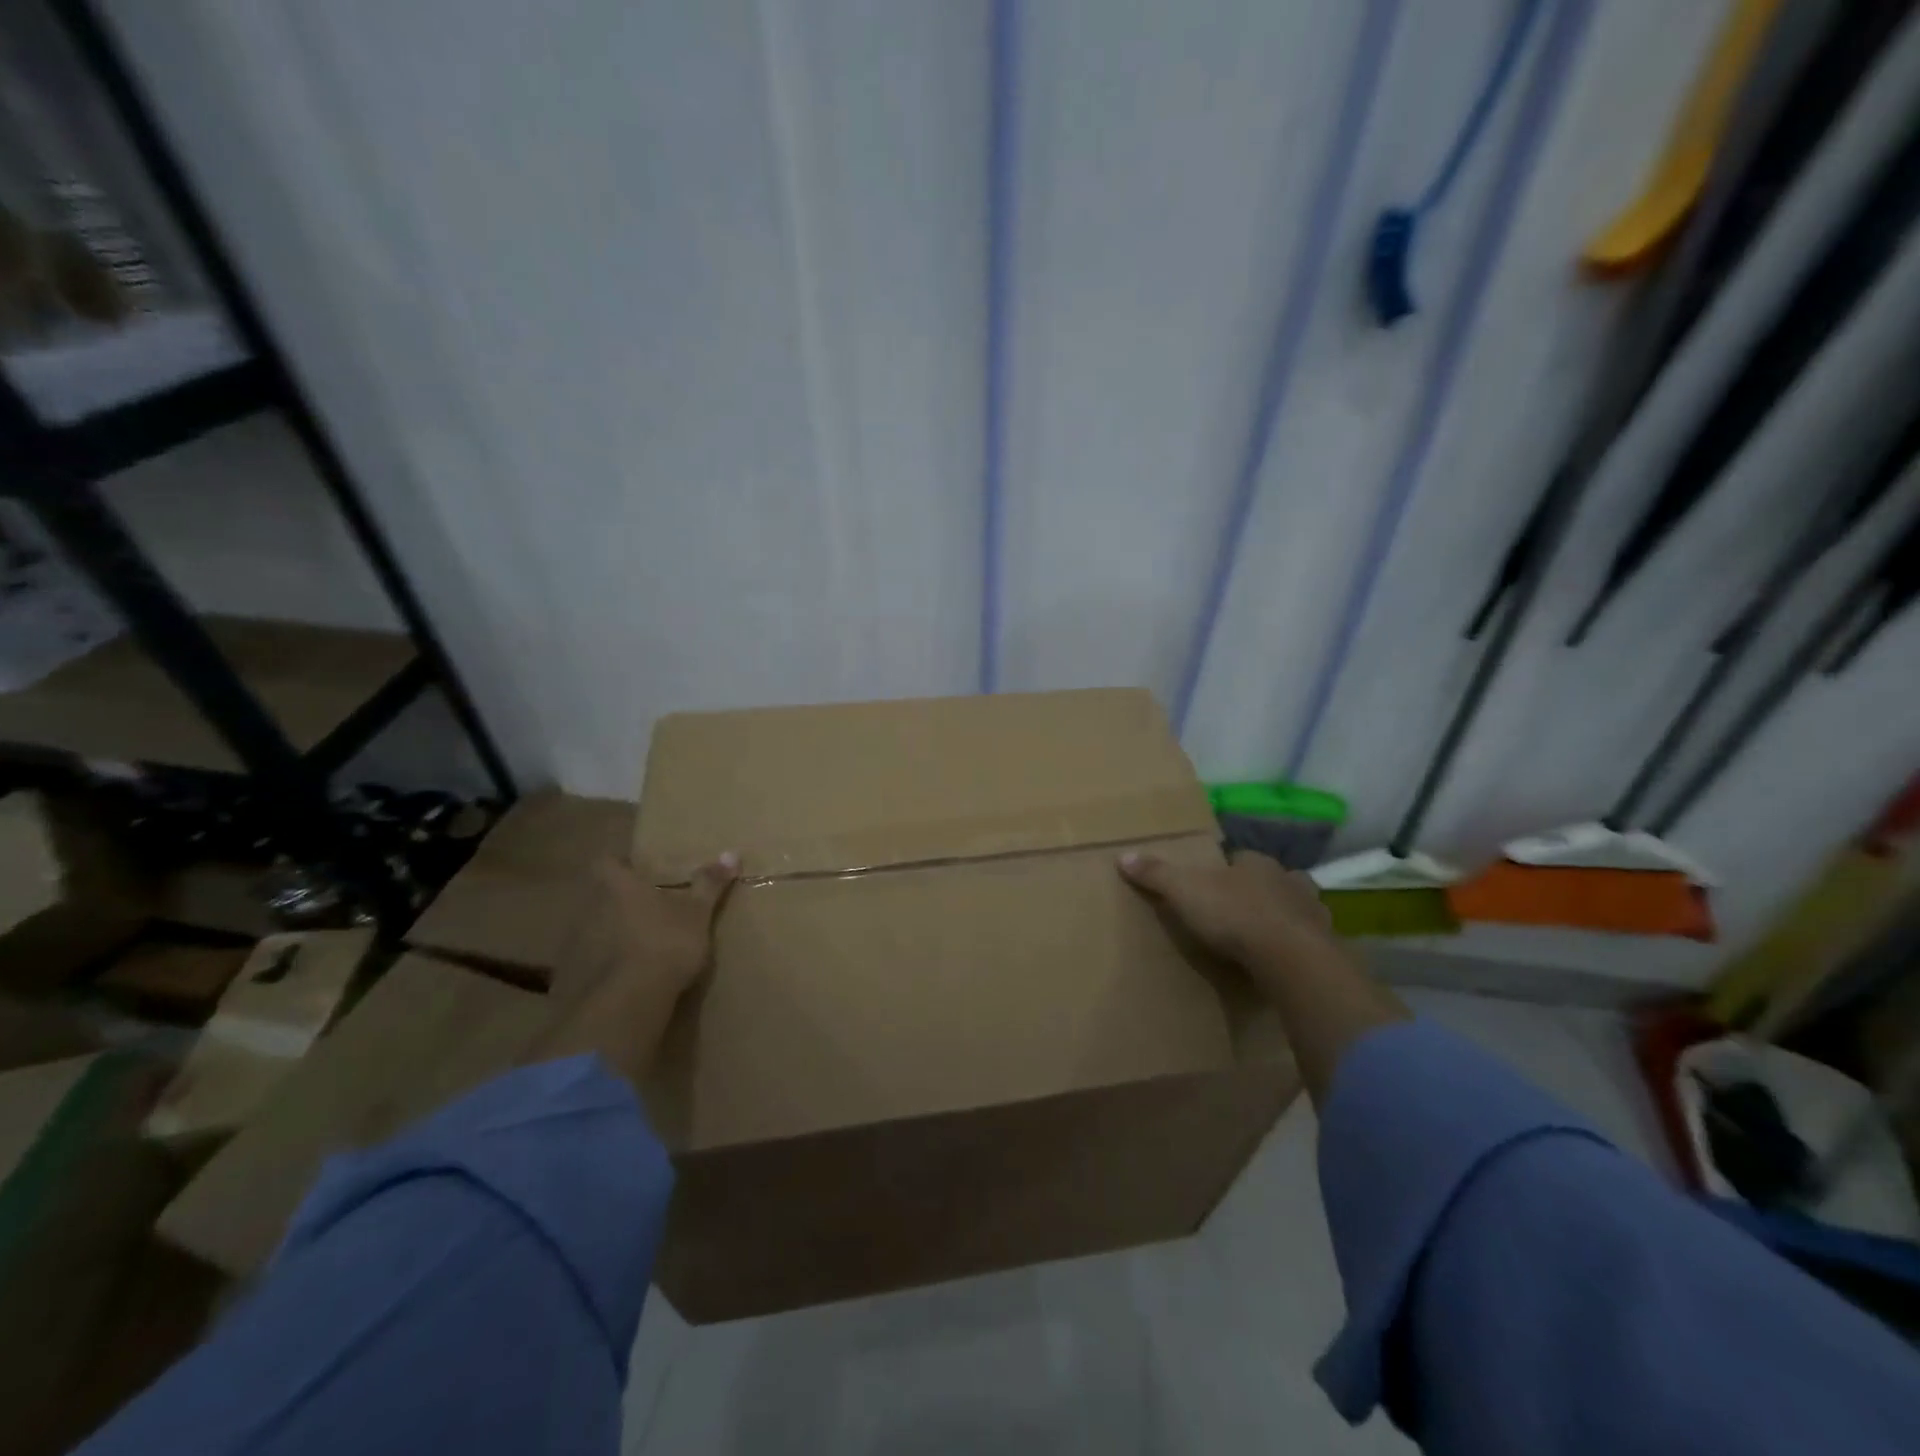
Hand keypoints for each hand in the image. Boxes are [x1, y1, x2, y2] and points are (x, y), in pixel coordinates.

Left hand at [536, 854, 738, 1086]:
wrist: (629, 1001)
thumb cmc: (666, 943)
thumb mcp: (697, 913)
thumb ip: (710, 883)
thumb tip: (732, 852)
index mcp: (620, 888)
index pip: (606, 862)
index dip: (617, 862)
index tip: (634, 868)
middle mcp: (592, 909)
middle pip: (598, 896)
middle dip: (617, 900)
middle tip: (644, 908)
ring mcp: (577, 943)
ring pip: (592, 928)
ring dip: (609, 933)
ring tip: (636, 945)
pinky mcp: (572, 976)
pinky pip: (588, 961)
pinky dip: (602, 964)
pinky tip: (622, 977)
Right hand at [1118, 848, 1332, 965]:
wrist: (1291, 957)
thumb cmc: (1235, 915)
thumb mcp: (1185, 891)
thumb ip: (1156, 874)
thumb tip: (1123, 856)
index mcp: (1257, 863)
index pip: (1240, 858)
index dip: (1227, 869)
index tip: (1213, 885)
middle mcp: (1289, 880)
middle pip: (1272, 880)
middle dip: (1259, 891)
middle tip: (1238, 911)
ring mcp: (1312, 913)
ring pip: (1296, 908)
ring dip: (1283, 917)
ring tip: (1264, 937)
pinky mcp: (1326, 945)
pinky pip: (1310, 941)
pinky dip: (1298, 947)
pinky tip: (1284, 961)